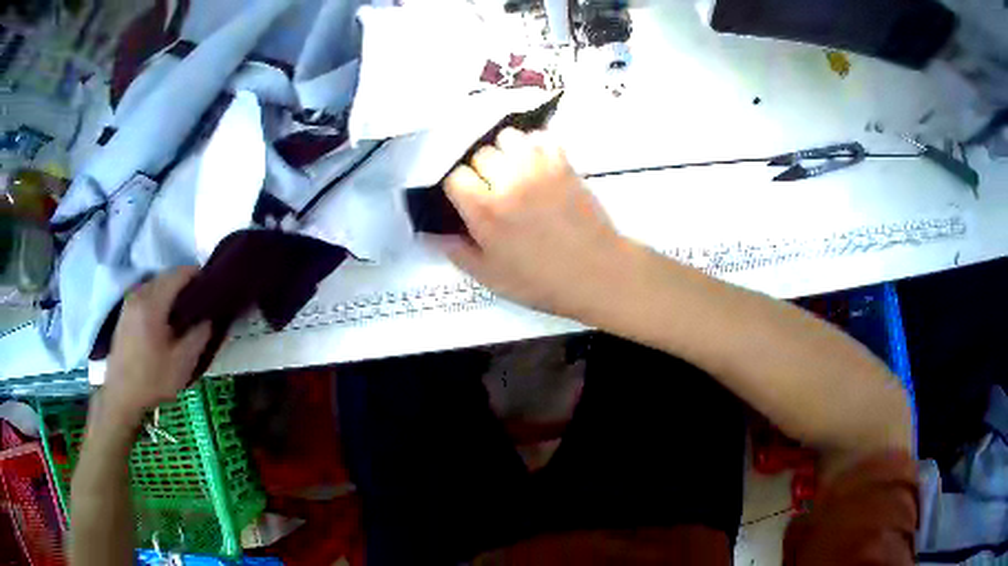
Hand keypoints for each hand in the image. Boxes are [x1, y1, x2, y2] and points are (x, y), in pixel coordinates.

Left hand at [102, 267, 211, 424]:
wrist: (121, 397)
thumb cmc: (152, 381)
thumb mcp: (182, 364)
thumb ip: (198, 337)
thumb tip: (209, 319)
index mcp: (153, 303)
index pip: (178, 274)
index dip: (197, 275)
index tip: (212, 287)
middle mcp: (139, 295)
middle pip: (166, 277)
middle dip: (184, 285)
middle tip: (200, 303)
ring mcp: (129, 303)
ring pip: (155, 286)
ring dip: (170, 293)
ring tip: (183, 312)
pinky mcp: (125, 313)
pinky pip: (146, 296)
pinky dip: (158, 300)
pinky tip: (164, 321)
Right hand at [441, 128, 624, 318]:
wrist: (597, 273)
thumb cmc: (542, 281)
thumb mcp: (491, 277)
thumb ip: (457, 252)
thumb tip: (428, 234)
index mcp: (485, 210)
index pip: (454, 176)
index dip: (458, 188)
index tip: (467, 200)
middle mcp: (508, 181)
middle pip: (480, 153)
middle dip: (481, 170)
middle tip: (493, 189)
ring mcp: (538, 168)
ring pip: (508, 137)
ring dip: (506, 151)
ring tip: (514, 171)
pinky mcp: (564, 164)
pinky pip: (541, 137)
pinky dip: (535, 145)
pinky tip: (537, 164)